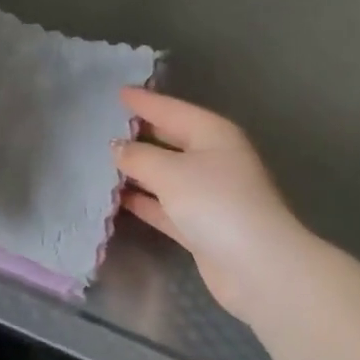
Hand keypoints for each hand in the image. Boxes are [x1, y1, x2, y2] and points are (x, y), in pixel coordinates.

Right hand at [115, 88, 302, 323]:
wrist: (257, 267)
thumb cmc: (216, 203)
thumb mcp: (170, 172)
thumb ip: (138, 156)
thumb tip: (117, 147)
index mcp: (213, 134)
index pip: (172, 110)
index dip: (145, 101)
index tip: (118, 92)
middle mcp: (213, 159)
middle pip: (170, 140)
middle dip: (139, 134)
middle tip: (103, 126)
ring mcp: (208, 195)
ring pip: (165, 175)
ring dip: (137, 170)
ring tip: (101, 161)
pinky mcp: (201, 226)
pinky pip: (165, 206)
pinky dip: (144, 201)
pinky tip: (116, 198)